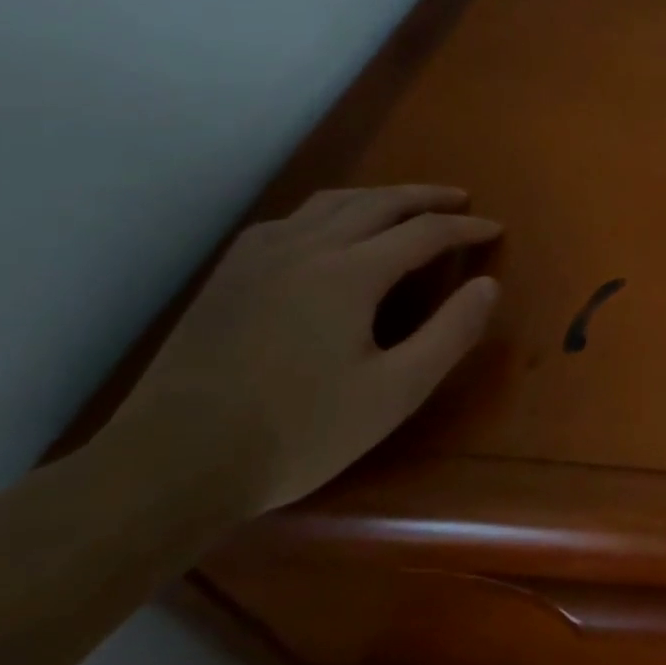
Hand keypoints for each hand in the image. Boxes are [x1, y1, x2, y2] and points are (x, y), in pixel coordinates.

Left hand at [104, 186, 501, 513]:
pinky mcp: (227, 279)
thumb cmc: (299, 432)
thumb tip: (488, 285)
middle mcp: (305, 249)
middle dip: (426, 197)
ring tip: (405, 205)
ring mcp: (258, 260)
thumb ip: (451, 333)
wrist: (170, 467)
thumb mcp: (396, 391)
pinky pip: (287, 222)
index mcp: (349, 273)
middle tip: (461, 200)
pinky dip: (326, 213)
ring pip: (329, 204)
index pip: (424, 231)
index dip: (466, 227)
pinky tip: (328, 230)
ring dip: (377, 197)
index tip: (496, 230)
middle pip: (378, 203)